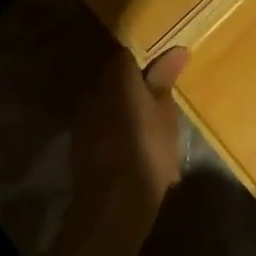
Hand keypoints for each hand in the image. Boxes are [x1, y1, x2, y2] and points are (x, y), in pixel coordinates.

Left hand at [67, 44, 187, 241]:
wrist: (112, 206)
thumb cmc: (147, 151)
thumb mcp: (165, 114)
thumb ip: (165, 79)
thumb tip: (176, 49)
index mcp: (116, 77)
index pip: (127, 52)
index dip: (145, 55)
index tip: (163, 61)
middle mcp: (94, 91)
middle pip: (115, 76)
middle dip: (135, 82)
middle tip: (159, 92)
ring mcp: (83, 118)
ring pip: (108, 101)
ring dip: (125, 105)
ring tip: (149, 120)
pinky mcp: (79, 143)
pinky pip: (101, 123)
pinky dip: (116, 126)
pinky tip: (133, 142)